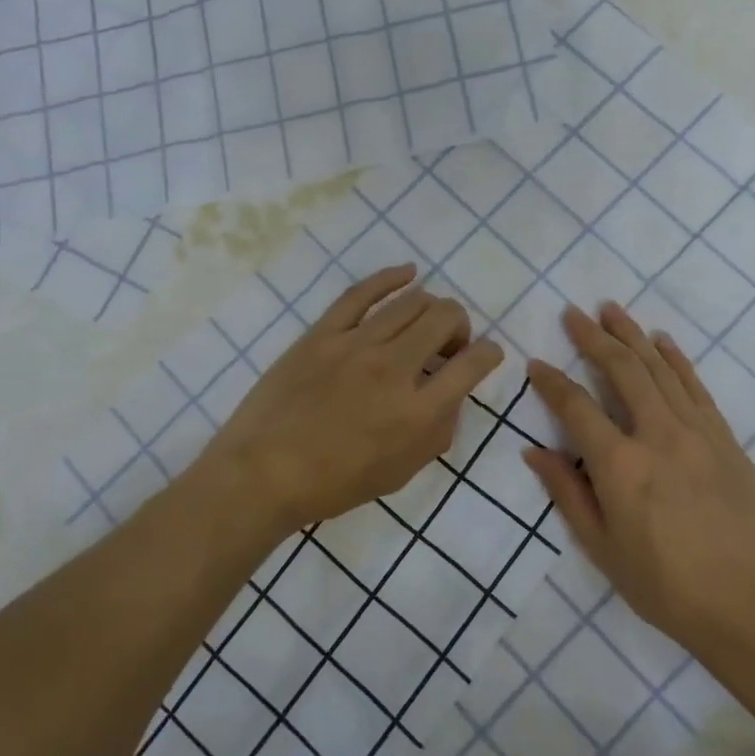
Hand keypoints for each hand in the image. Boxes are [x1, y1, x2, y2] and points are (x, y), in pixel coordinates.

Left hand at [194, 264, 503, 540]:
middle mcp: (394, 369)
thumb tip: (451, 394)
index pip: (473, 364)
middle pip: (445, 318)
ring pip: (411, 301)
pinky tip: (408, 273)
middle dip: (460, 326)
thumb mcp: (403, 471)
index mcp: (418, 412)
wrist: (265, 473)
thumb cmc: (335, 483)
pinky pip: (362, 293)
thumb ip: (438, 430)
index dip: (489, 354)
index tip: (485, 355)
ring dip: (431, 307)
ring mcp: (356, 345)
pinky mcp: (323, 333)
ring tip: (425, 322)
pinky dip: (391, 277)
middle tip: (448, 346)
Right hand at [524, 302, 754, 657]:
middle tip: (574, 313)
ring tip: (612, 311)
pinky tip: (663, 342)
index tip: (536, 363)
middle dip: (594, 338)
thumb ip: (566, 492)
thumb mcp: (601, 547)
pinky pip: (696, 387)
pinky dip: (677, 360)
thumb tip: (534, 450)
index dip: (552, 382)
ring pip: (660, 369)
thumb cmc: (664, 585)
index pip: (576, 407)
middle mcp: (657, 435)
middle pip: (622, 370)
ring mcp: (697, 432)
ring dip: (634, 336)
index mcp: (620, 465)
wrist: (749, 606)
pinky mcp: (726, 440)